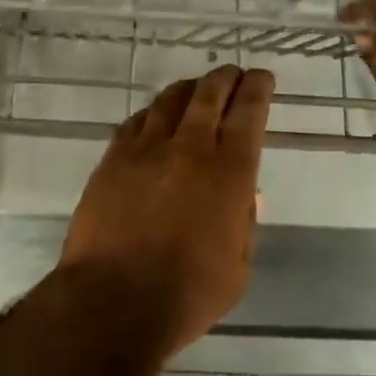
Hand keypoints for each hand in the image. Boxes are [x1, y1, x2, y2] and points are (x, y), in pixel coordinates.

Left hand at [59, 65, 271, 360]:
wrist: (112, 301)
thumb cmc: (186, 295)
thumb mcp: (237, 269)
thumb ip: (244, 224)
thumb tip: (246, 195)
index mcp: (229, 173)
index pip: (249, 113)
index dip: (258, 88)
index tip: (262, 77)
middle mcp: (190, 148)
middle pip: (210, 94)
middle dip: (225, 78)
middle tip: (232, 74)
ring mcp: (147, 148)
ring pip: (171, 100)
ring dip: (189, 89)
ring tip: (196, 88)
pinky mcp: (114, 157)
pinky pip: (137, 120)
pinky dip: (153, 112)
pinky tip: (155, 117)